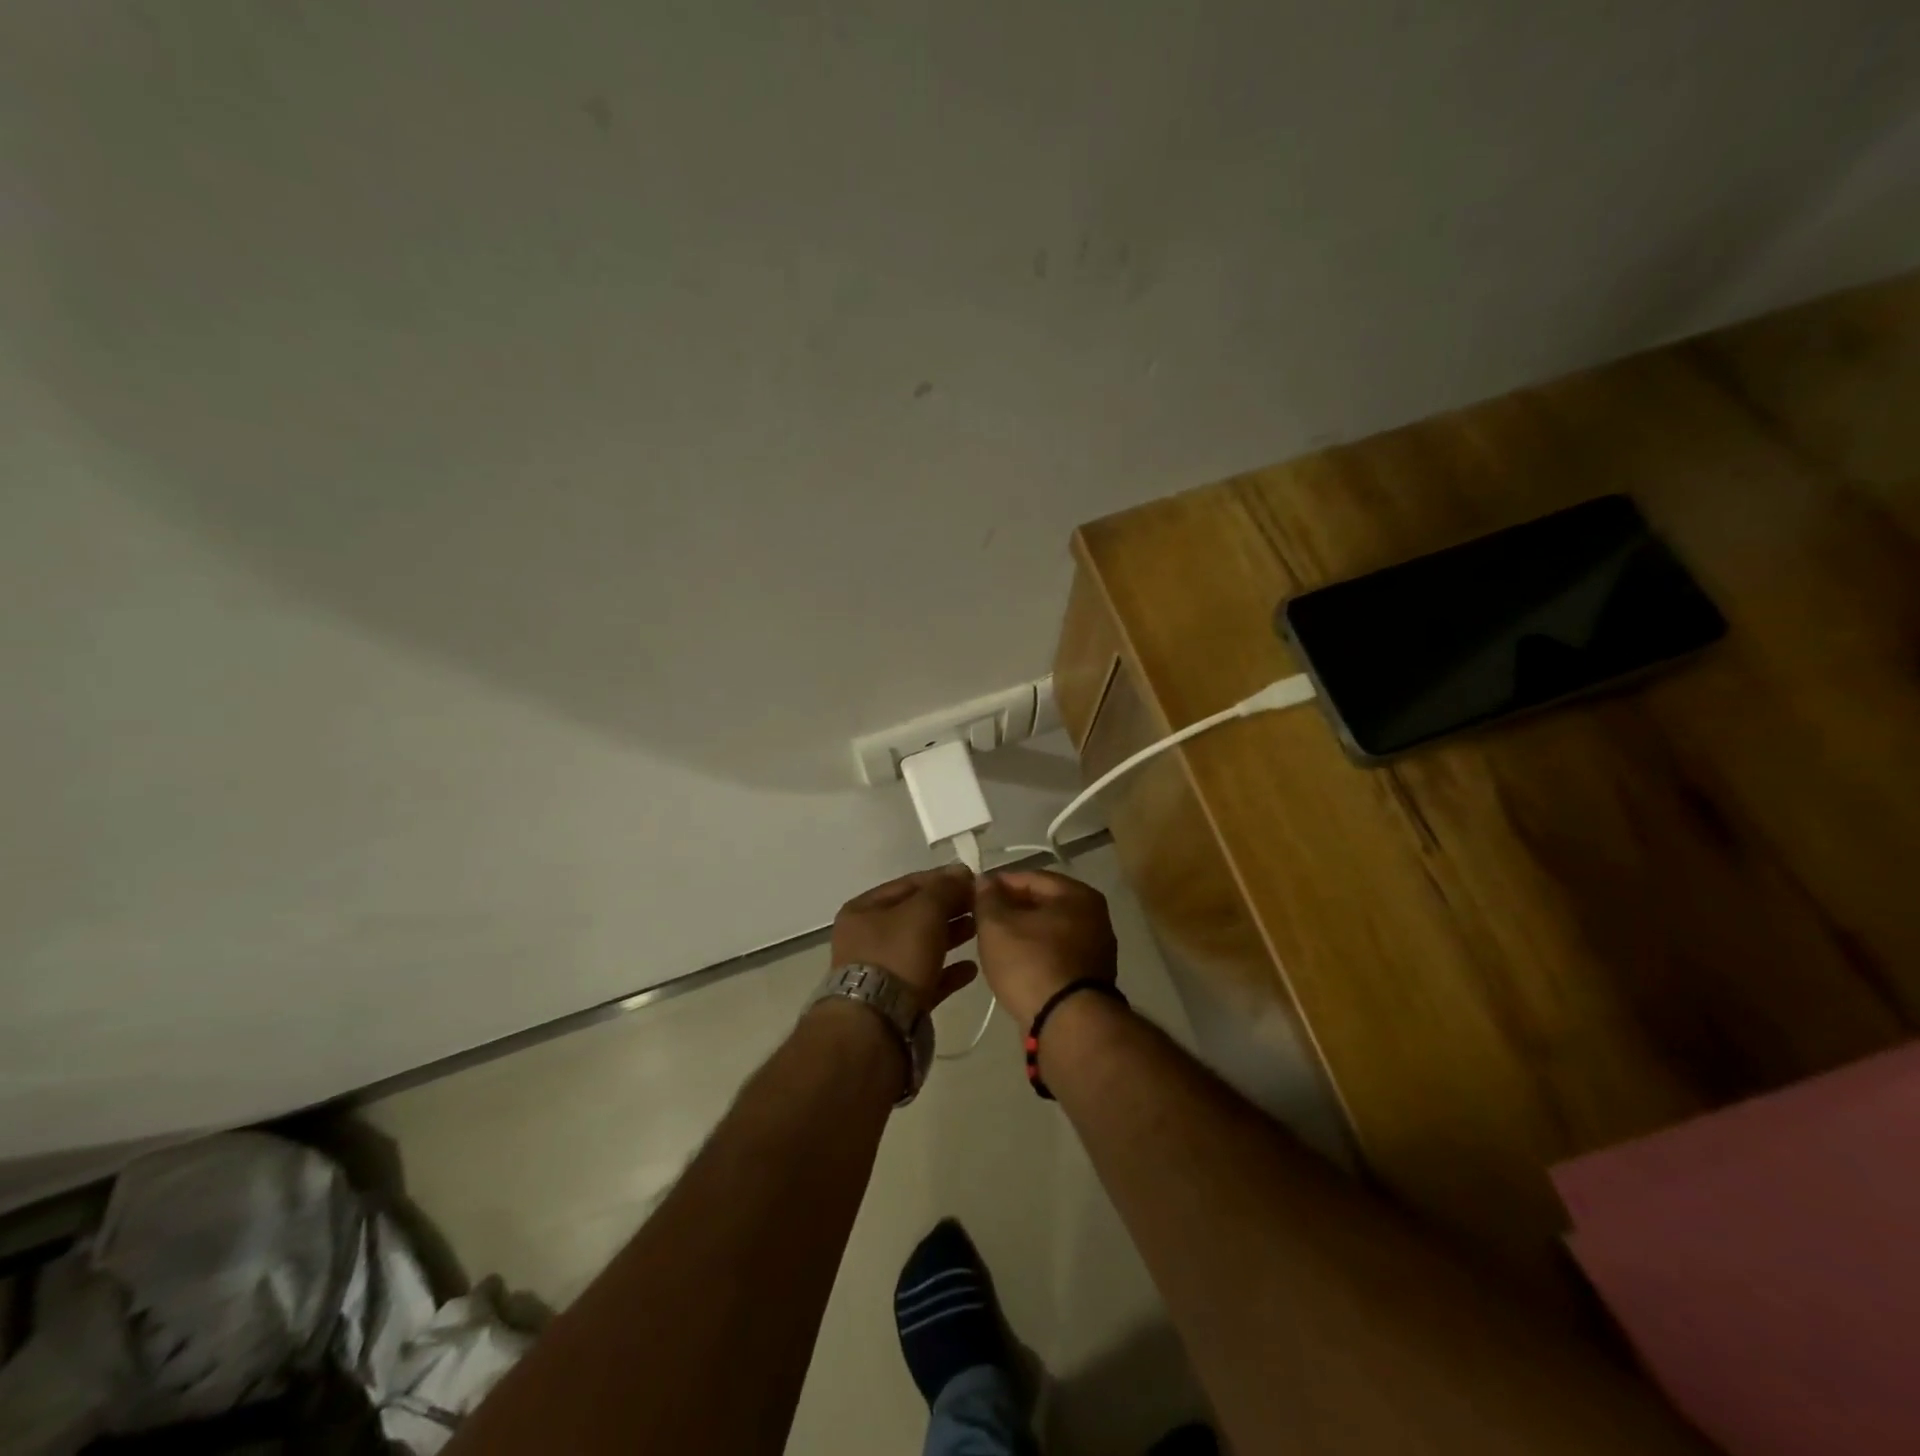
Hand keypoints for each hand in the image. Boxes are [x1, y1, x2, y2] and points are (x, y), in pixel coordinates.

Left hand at [830, 864, 977, 1009]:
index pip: (908, 884)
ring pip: (922, 946)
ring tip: (980, 931)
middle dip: (949, 908)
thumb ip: (945, 889)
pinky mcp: (896, 1001)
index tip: (973, 880)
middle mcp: (867, 938)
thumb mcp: (924, 911)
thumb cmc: (897, 955)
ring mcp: (880, 971)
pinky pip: (927, 978)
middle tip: (980, 906)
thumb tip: (961, 872)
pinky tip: (971, 969)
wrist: (877, 1025)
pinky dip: (948, 971)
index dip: (942, 879)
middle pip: (915, 915)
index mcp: (863, 910)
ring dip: (951, 936)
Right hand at [974, 869, 1117, 1026]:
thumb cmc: (1031, 963)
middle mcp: (1095, 917)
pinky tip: (1015, 968)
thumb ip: (988, 898)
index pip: (1031, 878)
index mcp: (1078, 895)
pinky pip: (1056, 957)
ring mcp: (1096, 950)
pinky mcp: (1091, 980)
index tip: (974, 896)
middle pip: (1043, 905)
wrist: (1067, 1024)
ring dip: (1023, 935)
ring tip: (994, 946)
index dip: (999, 884)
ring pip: (1049, 933)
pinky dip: (1036, 957)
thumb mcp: (997, 925)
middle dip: (1011, 910)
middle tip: (982, 921)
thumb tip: (984, 881)